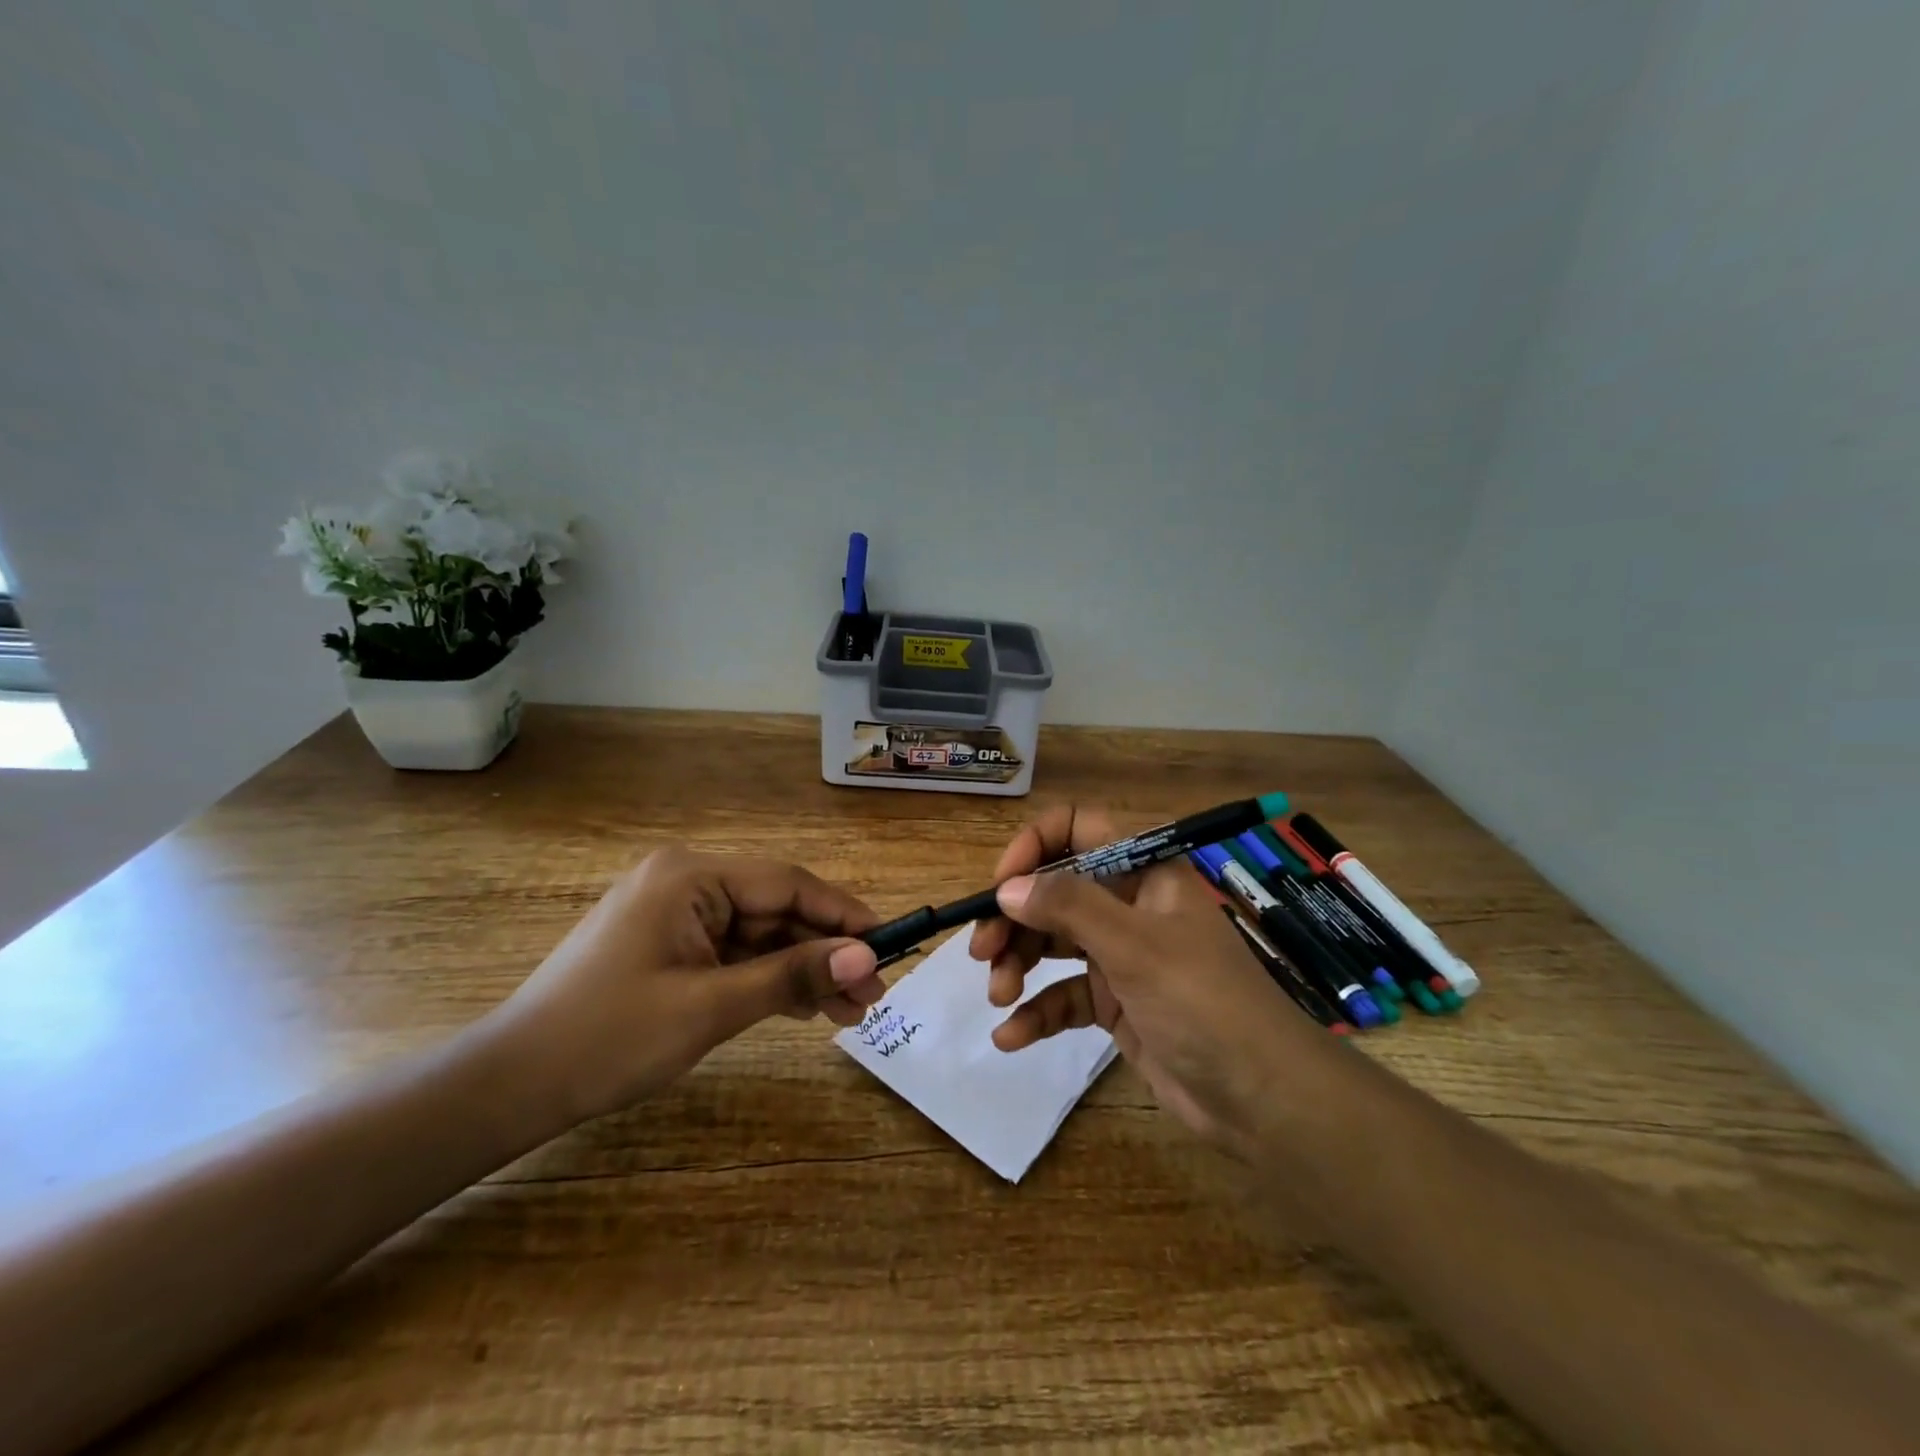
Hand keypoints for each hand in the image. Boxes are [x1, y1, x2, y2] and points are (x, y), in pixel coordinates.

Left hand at [489, 847, 883, 1125]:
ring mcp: (678, 914)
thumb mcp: (710, 1007)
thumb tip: (866, 958)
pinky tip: (806, 1006)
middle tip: (873, 994)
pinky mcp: (671, 945)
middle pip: (777, 910)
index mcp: (690, 876)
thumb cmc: (608, 1038)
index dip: (843, 914)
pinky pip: (735, 954)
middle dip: (825, 952)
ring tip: (850, 1012)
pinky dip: (768, 979)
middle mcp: (687, 882)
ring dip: (802, 970)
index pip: (787, 884)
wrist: (510, 1086)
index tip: (890, 944)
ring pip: (760, 935)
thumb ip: (791, 975)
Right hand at [968, 806, 1336, 1154]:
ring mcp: (1121, 954)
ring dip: (1018, 964)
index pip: (1078, 828)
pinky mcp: (1116, 1003)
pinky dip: (1037, 1012)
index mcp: (1144, 871)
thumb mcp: (1135, 947)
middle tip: (983, 952)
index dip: (1034, 847)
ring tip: (998, 996)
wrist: (1263, 1100)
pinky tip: (1011, 1037)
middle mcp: (1129, 903)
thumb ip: (1069, 907)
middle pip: (1054, 890)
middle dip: (1015, 918)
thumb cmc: (1204, 1003)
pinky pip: (1065, 995)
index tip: (1002, 886)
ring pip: (1053, 942)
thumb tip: (1006, 888)